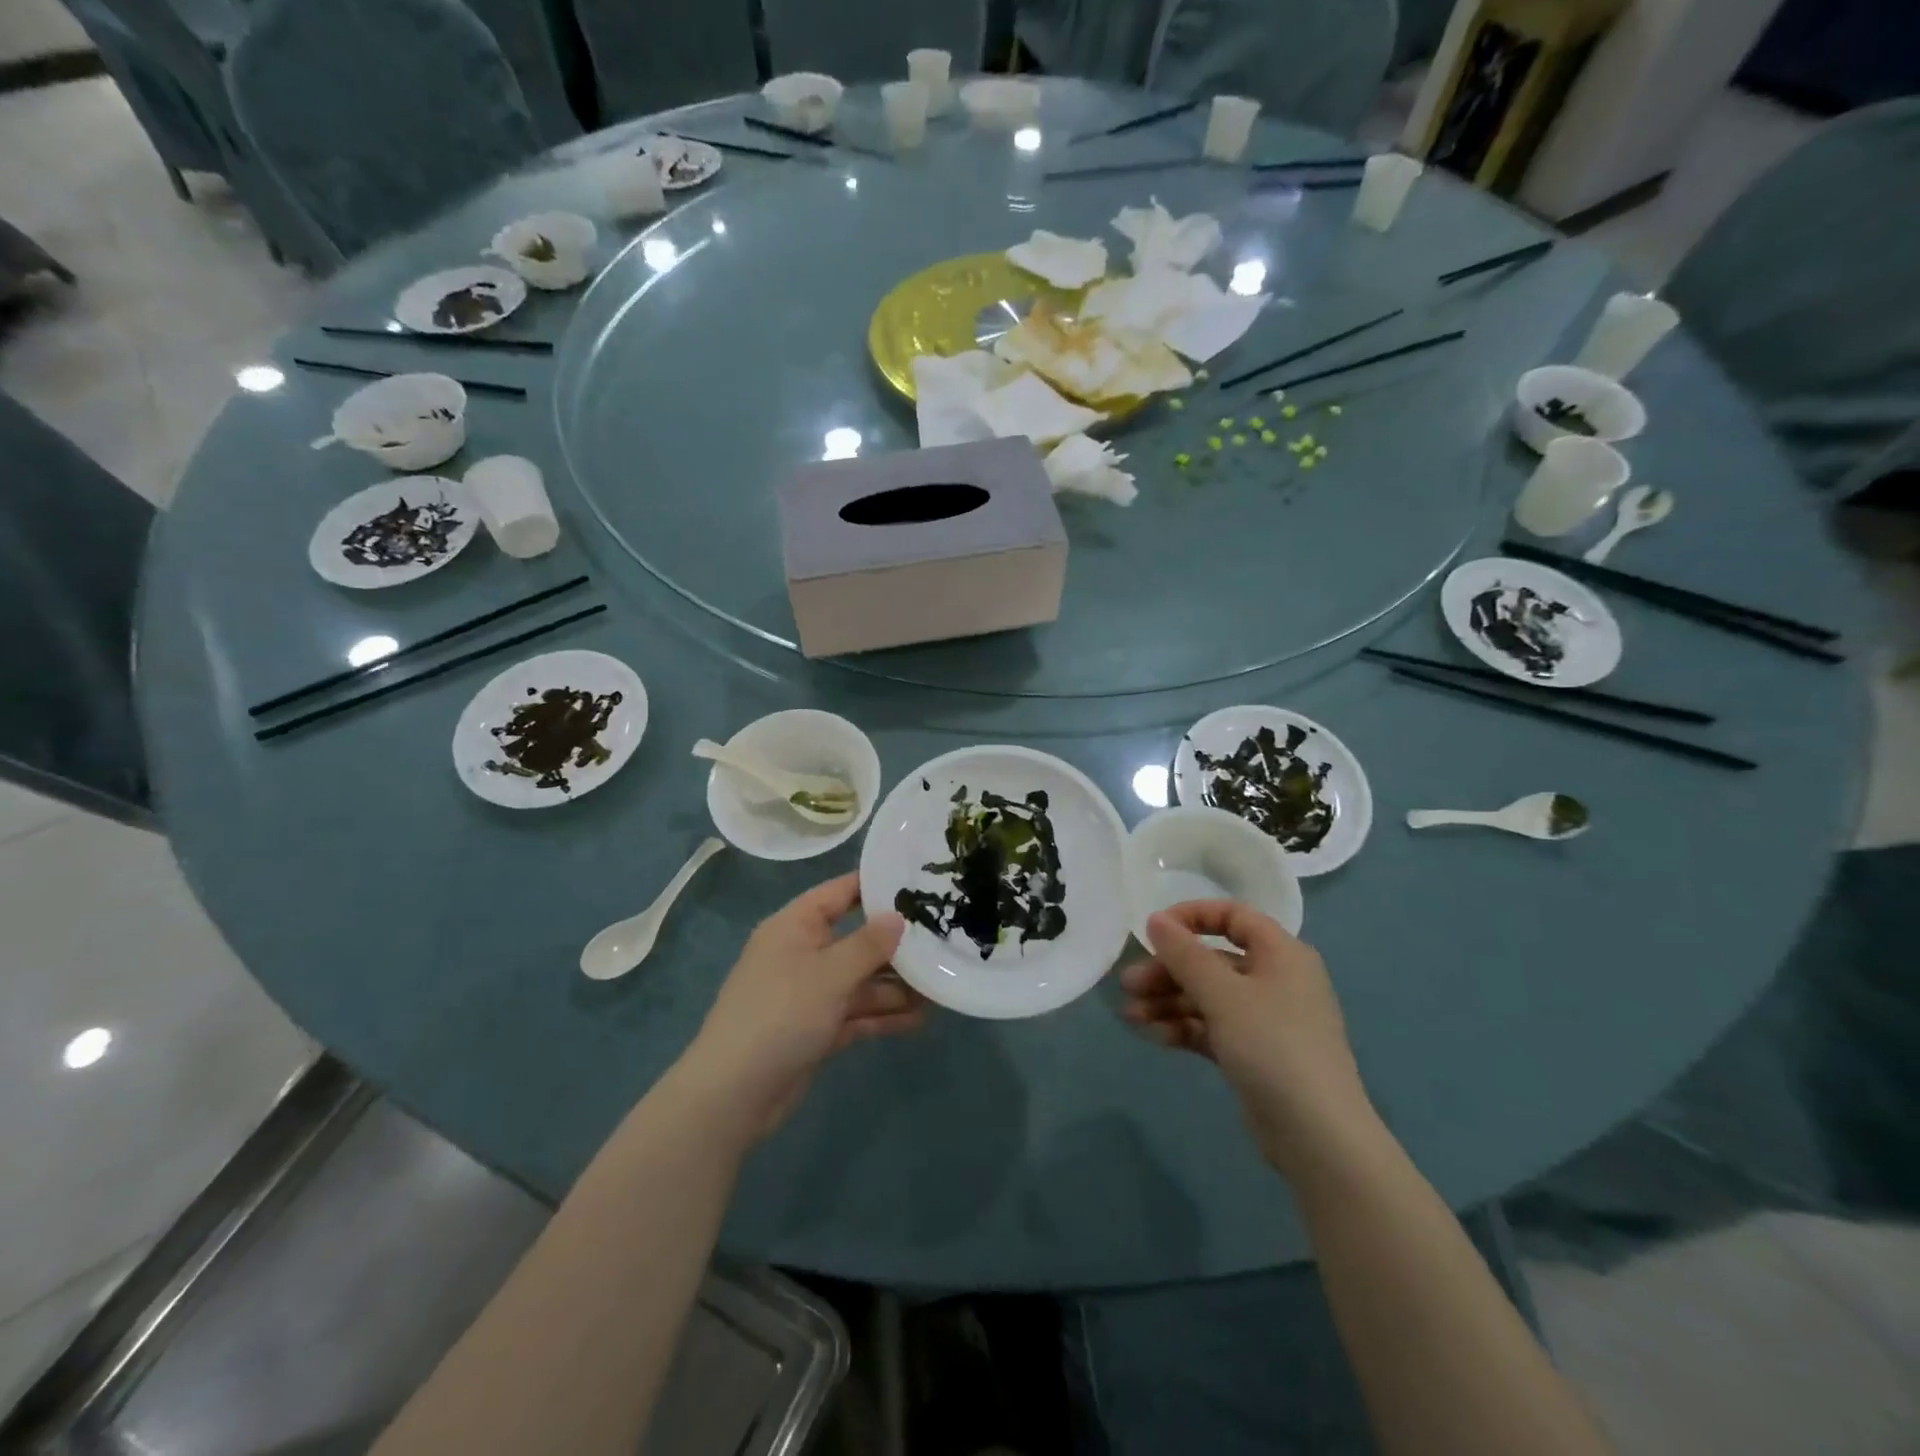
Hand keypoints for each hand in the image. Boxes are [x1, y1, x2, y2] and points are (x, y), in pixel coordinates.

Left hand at [681, 873, 923, 1139]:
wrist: (733, 1095)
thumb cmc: (780, 1014)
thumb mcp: (829, 973)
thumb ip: (868, 944)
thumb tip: (898, 917)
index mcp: (795, 926)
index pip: (840, 893)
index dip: (876, 886)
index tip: (919, 881)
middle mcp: (802, 954)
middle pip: (856, 940)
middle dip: (896, 946)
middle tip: (943, 941)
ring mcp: (809, 994)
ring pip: (860, 981)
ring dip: (896, 986)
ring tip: (940, 988)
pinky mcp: (816, 1030)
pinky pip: (856, 1013)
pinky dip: (883, 1016)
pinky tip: (919, 1020)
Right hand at [1119, 902, 1379, 1179]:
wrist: (1318, 1137)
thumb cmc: (1273, 1047)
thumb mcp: (1223, 995)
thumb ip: (1185, 954)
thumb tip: (1155, 919)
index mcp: (1281, 953)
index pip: (1233, 916)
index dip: (1191, 917)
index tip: (1153, 930)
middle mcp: (1275, 979)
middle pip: (1212, 961)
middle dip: (1168, 971)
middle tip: (1129, 985)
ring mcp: (1265, 1019)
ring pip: (1208, 996)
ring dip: (1168, 1001)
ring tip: (1131, 1016)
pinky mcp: (1254, 1053)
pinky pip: (1212, 1027)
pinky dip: (1183, 1027)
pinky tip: (1153, 1035)